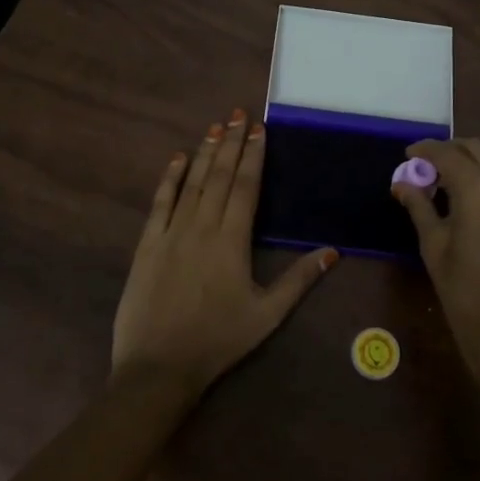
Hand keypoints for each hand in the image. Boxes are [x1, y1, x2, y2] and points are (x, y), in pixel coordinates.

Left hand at [112, 110, 336, 392]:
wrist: (158, 367)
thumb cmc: (218, 341)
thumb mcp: (267, 315)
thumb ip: (299, 280)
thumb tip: (332, 251)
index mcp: (232, 240)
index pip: (246, 186)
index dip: (253, 155)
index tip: (258, 129)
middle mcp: (202, 226)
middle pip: (220, 176)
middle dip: (231, 142)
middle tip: (239, 113)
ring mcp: (171, 232)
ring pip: (192, 183)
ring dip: (206, 153)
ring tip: (216, 126)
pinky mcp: (147, 244)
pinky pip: (160, 202)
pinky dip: (170, 178)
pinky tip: (177, 159)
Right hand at [392, 138, 479, 384]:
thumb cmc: (462, 288)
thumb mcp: (433, 244)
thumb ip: (419, 205)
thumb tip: (401, 183)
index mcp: (477, 188)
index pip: (447, 154)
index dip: (424, 150)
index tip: (407, 154)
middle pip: (474, 148)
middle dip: (448, 150)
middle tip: (424, 165)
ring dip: (468, 159)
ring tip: (443, 178)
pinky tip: (466, 193)